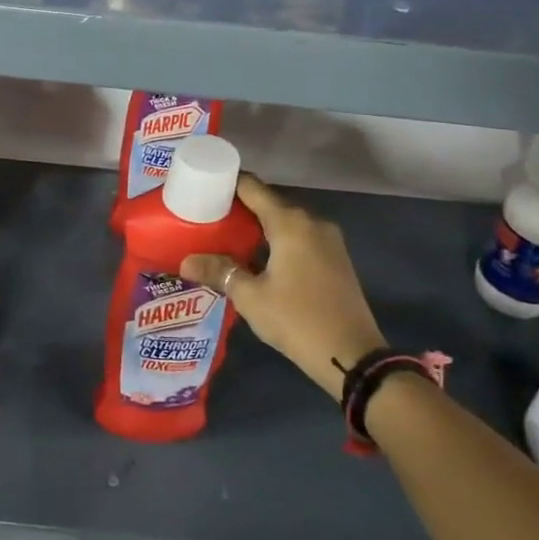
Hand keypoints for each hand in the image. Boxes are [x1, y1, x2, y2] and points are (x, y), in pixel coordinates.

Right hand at [181, 174, 383, 399]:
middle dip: (239, 208)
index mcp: (290, 222)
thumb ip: (219, 271)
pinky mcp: (335, 257)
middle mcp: (312, 221)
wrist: (352, 356)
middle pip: (269, 202)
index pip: (252, 187)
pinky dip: (277, 239)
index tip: (203, 188)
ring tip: (227, 238)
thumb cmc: (297, 319)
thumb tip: (186, 262)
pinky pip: (299, 237)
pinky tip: (257, 257)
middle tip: (208, 218)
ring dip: (259, 226)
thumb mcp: (251, 297)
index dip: (227, 183)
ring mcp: (328, 239)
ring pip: (285, 221)